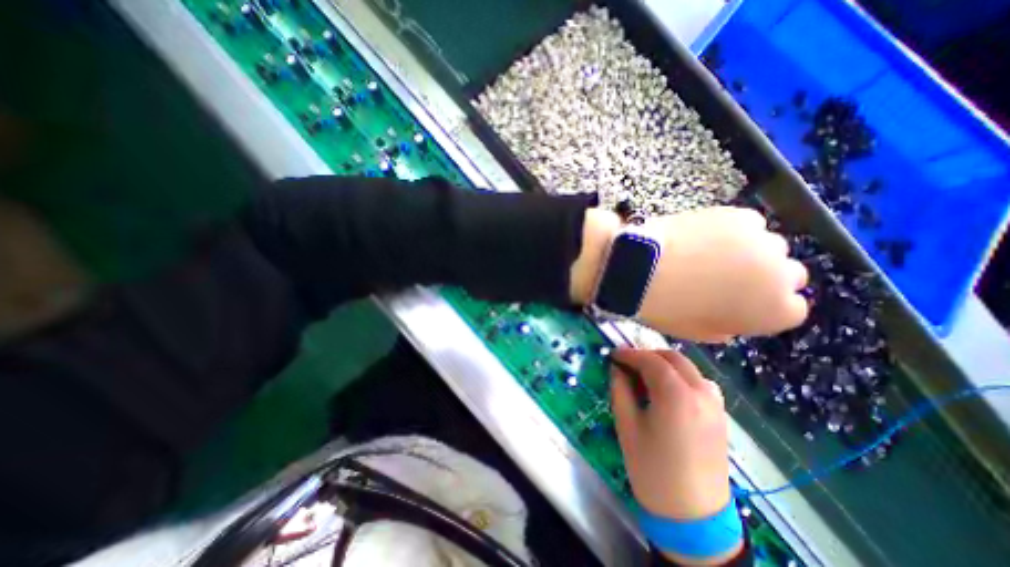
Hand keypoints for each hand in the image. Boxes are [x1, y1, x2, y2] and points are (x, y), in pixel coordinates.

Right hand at [607, 348, 739, 564]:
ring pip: (688, 367)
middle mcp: (701, 393)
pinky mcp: (720, 415)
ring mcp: (715, 403)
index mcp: (676, 396)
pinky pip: (699, 382)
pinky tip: (667, 390)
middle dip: (647, 355)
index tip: (613, 354)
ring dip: (665, 364)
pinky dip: (680, 376)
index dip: (629, 354)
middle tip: (627, 364)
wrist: (693, 517)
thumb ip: (620, 390)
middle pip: (673, 357)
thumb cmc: (652, 470)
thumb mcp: (627, 426)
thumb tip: (616, 368)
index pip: (650, 360)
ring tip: (644, 375)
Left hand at [641, 205, 809, 341]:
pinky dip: (732, 230)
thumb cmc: (668, 308)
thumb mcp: (698, 331)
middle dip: (764, 277)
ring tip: (711, 253)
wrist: (642, 269)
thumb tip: (731, 319)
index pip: (791, 308)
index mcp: (775, 311)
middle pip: (788, 274)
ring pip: (769, 246)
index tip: (741, 300)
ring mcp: (763, 241)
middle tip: (728, 276)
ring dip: (749, 251)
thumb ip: (726, 326)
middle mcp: (782, 275)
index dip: (763, 304)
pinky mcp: (740, 216)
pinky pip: (747, 224)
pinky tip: (705, 236)